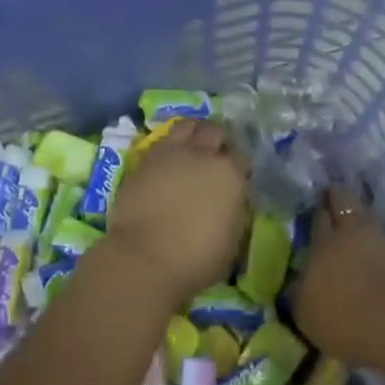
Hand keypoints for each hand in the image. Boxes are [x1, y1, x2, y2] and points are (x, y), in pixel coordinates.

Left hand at [104, 119, 247, 310]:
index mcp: (228, 173)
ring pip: (187, 125)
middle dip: (218, 140)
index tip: (238, 177)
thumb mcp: (231, 241)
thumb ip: (233, 211)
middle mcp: (201, 154)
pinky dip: (170, 146)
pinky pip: (163, 141)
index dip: (240, 166)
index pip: (241, 157)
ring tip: (192, 147)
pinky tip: (169, 160)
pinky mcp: (145, 160)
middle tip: (216, 156)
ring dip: (194, 132)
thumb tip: (229, 201)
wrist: (143, 258)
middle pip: (214, 131)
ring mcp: (171, 153)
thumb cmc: (195, 259)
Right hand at [291, 188, 384, 367]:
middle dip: (338, 197)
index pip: (318, 218)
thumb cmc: (346, 318)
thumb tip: (297, 285)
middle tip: (334, 198)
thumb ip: (300, 295)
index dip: (318, 212)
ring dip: (365, 222)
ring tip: (362, 231)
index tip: (317, 207)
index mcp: (323, 243)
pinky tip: (384, 257)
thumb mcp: (307, 314)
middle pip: (345, 202)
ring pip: (371, 220)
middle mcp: (352, 233)